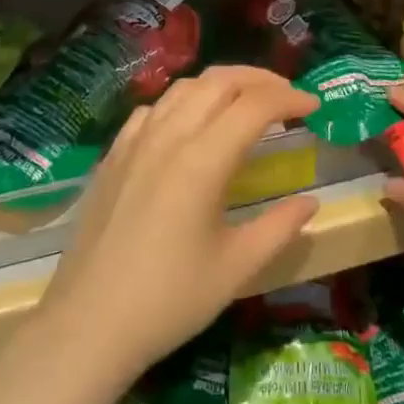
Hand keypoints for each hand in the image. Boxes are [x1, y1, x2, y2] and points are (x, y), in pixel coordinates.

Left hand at [41, 66, 320, 375]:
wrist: (89, 323)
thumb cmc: (169, 300)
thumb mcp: (236, 268)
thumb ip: (279, 228)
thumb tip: (310, 203)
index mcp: (202, 160)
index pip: (254, 106)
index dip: (289, 97)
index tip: (314, 106)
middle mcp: (168, 137)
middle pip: (218, 81)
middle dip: (260, 79)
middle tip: (288, 96)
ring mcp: (134, 142)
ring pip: (183, 88)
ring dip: (221, 84)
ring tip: (245, 102)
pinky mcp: (113, 155)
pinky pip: (153, 109)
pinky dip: (183, 102)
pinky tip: (190, 124)